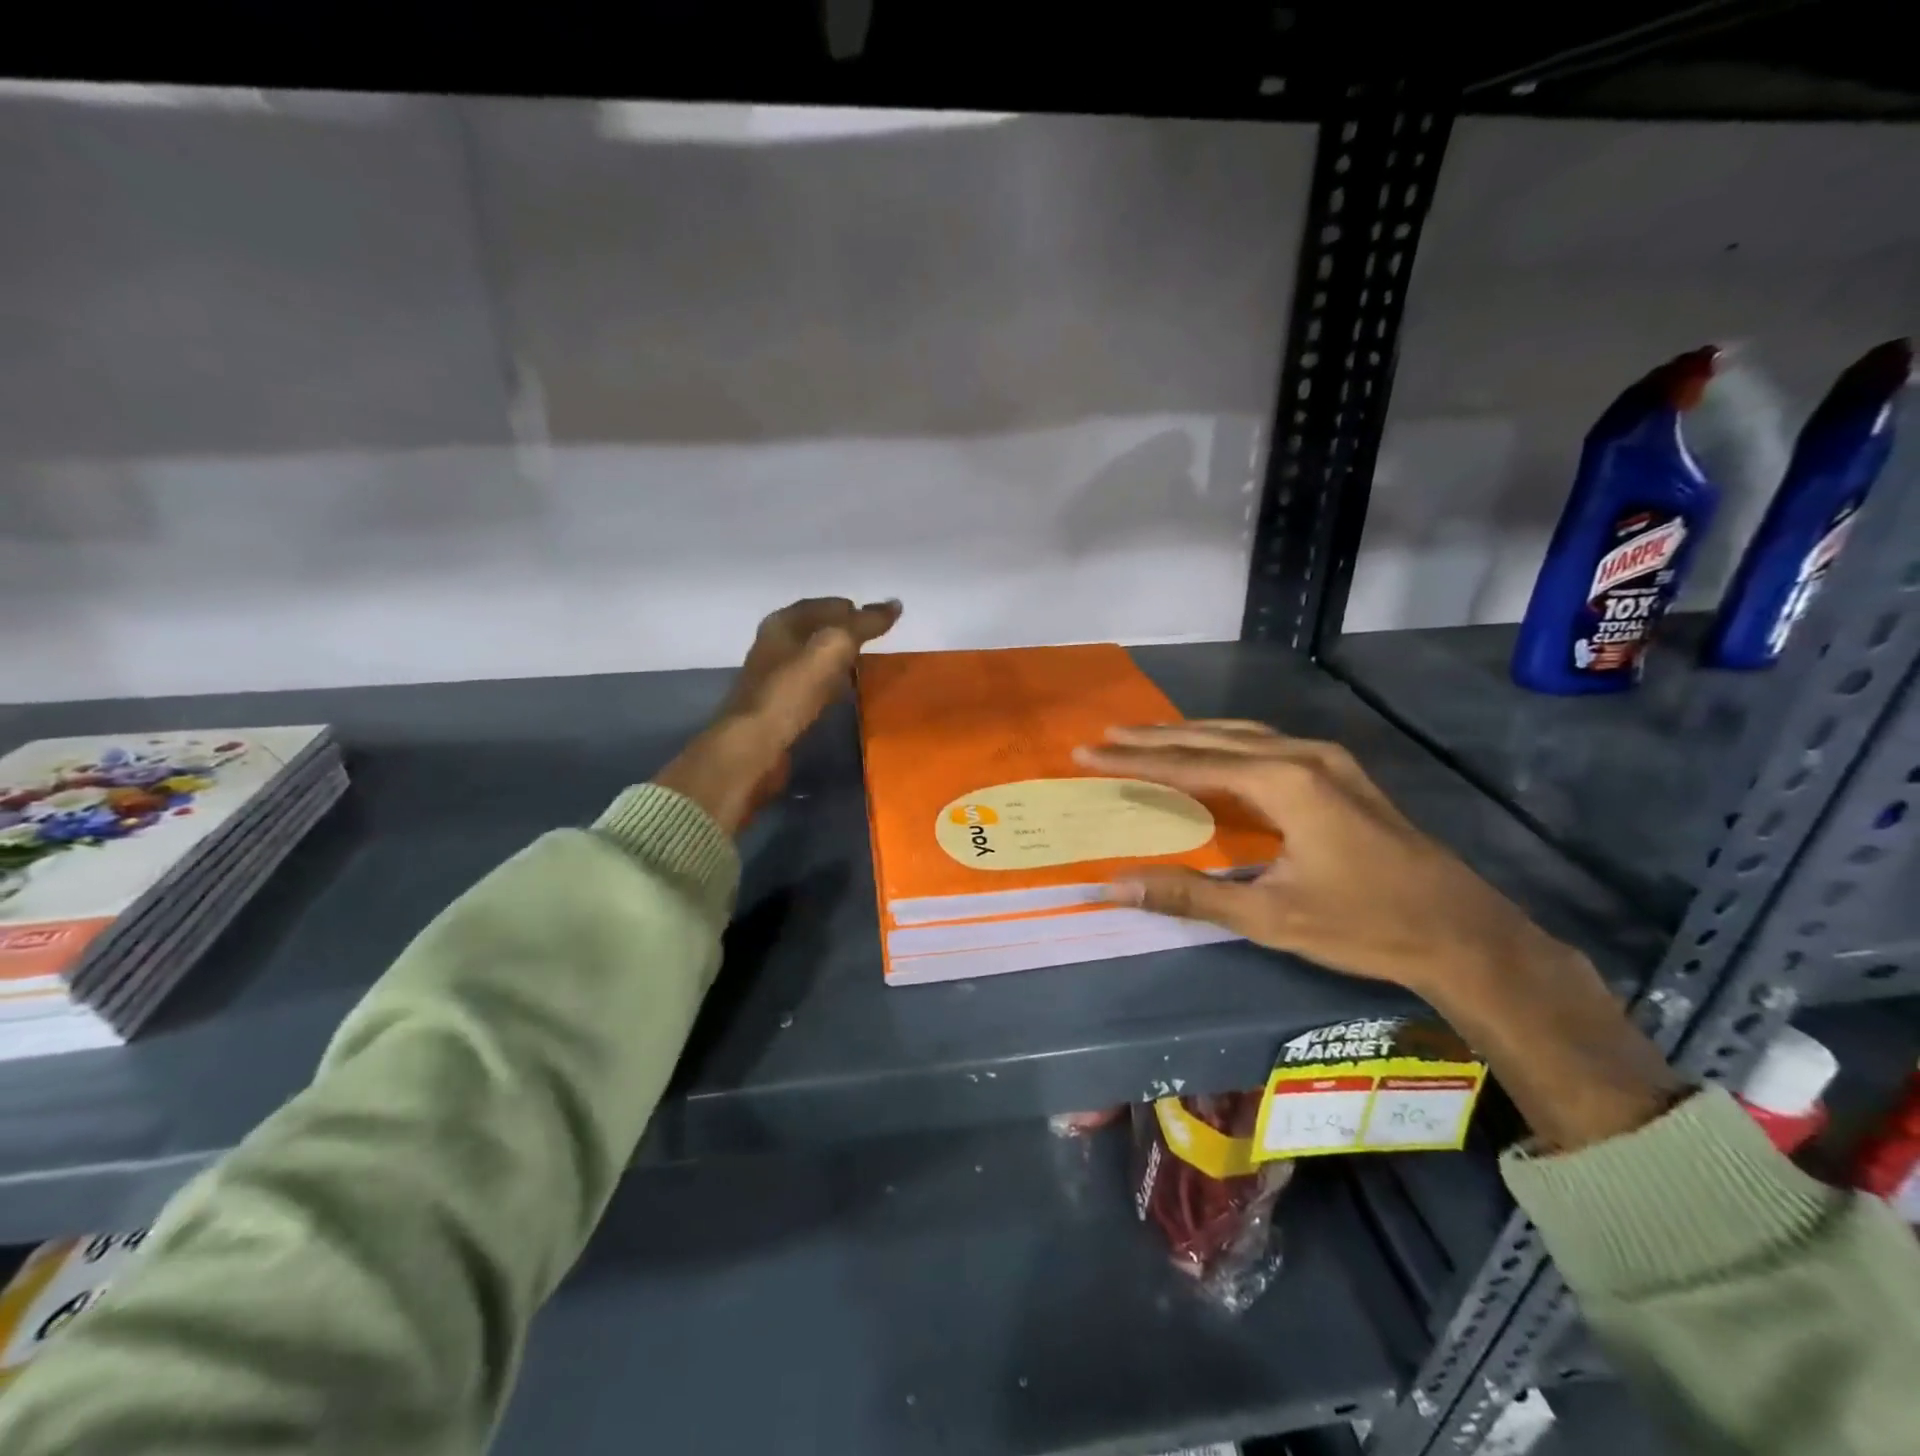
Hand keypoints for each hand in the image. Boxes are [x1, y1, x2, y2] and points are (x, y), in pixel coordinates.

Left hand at [655, 597, 900, 834]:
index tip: (882, 620)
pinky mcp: (779, 707)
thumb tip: (895, 604)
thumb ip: (863, 625)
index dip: (853, 609)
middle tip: (878, 644)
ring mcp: (774, 678)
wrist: (754, 746)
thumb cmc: (791, 690)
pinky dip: (831, 685)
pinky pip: (812, 687)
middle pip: (817, 632)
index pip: (824, 605)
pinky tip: (845, 695)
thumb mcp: (833, 647)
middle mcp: (774, 645)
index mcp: (782, 623)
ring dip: (840, 662)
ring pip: (814, 660)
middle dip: (847, 635)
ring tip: (867, 668)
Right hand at [1073, 721, 1556, 996]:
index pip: (1189, 764)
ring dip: (1189, 734)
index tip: (1088, 751)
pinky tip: (1211, 753)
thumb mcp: (1269, 916)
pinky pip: (1266, 743)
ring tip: (1143, 737)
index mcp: (1284, 782)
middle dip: (1154, 738)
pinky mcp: (1340, 772)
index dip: (1134, 761)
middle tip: (1105, 735)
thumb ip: (1188, 894)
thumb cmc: (1363, 926)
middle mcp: (1302, 756)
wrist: (1462, 933)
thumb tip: (1115, 886)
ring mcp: (1327, 759)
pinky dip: (1224, 743)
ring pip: (1241, 733)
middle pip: (1212, 737)